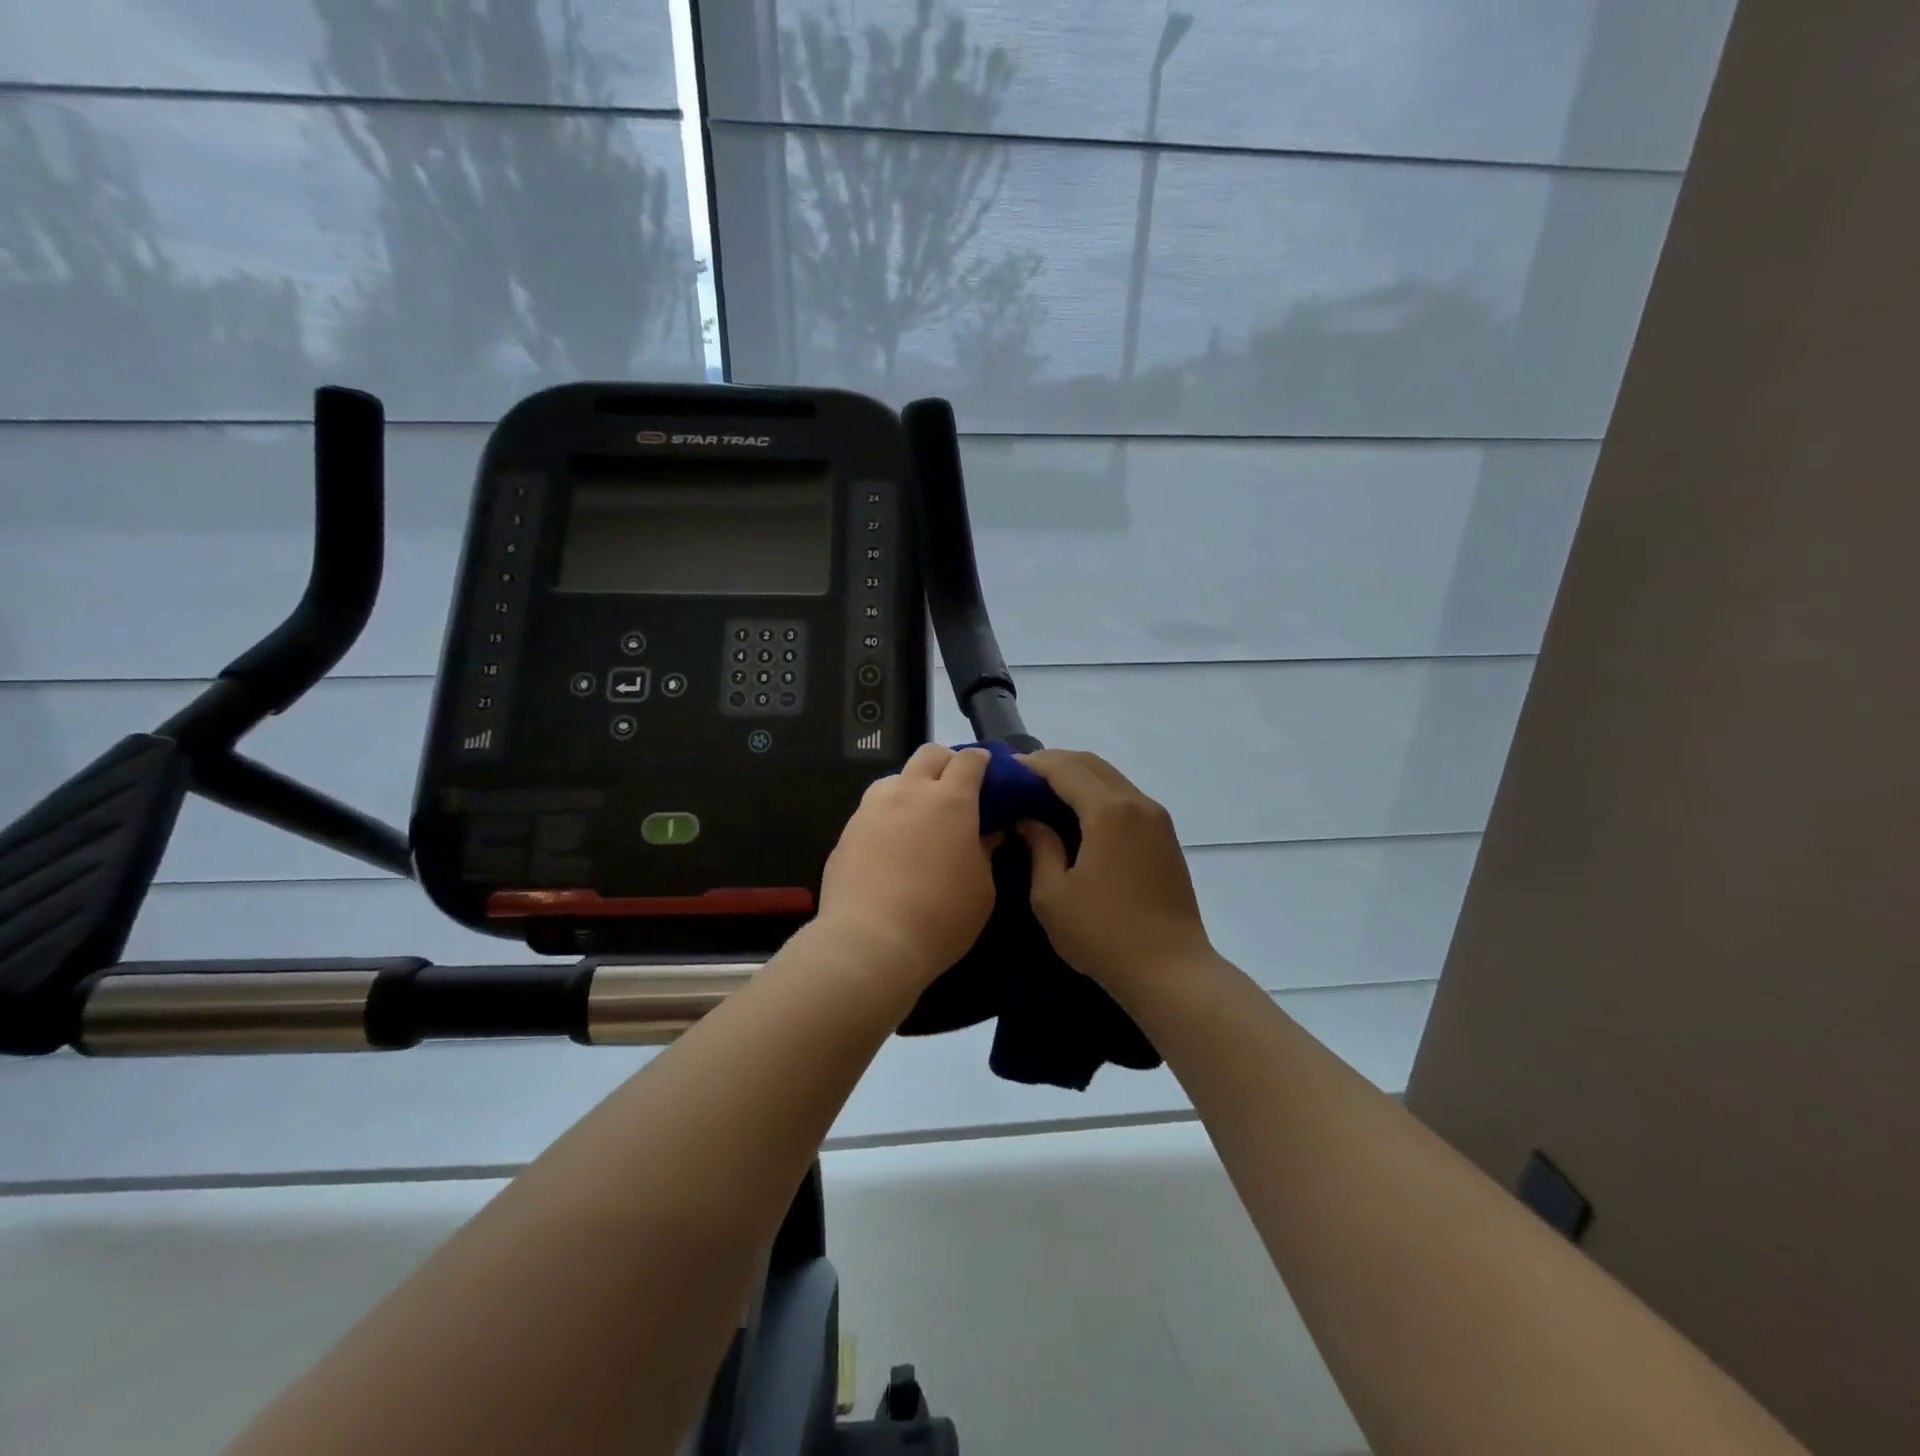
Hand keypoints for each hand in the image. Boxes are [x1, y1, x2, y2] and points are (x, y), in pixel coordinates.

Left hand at [815, 745, 998, 991]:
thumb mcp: (982, 889)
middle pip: (929, 754)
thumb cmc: (941, 918)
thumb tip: (988, 832)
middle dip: (946, 762)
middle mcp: (910, 792)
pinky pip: (873, 807)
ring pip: (896, 777)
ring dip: (913, 786)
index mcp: (951, 800)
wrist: (870, 942)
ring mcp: (873, 807)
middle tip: (956, 789)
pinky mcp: (848, 829)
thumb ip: (986, 851)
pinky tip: (892, 843)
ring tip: (919, 816)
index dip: (981, 760)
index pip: (969, 760)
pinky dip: (889, 813)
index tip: (988, 770)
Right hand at [1017, 750, 1214, 1001]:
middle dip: (1055, 764)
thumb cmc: (1103, 935)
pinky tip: (1078, 817)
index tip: (1005, 771)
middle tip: (1022, 780)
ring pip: (1111, 778)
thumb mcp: (1052, 895)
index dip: (1032, 765)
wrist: (1170, 971)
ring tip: (1045, 796)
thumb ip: (1039, 846)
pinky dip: (1097, 795)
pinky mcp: (1165, 837)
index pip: (1065, 768)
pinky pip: (1125, 798)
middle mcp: (1137, 803)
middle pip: (1091, 764)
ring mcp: (1157, 819)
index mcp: (1108, 811)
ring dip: (1078, 778)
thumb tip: (1030, 820)